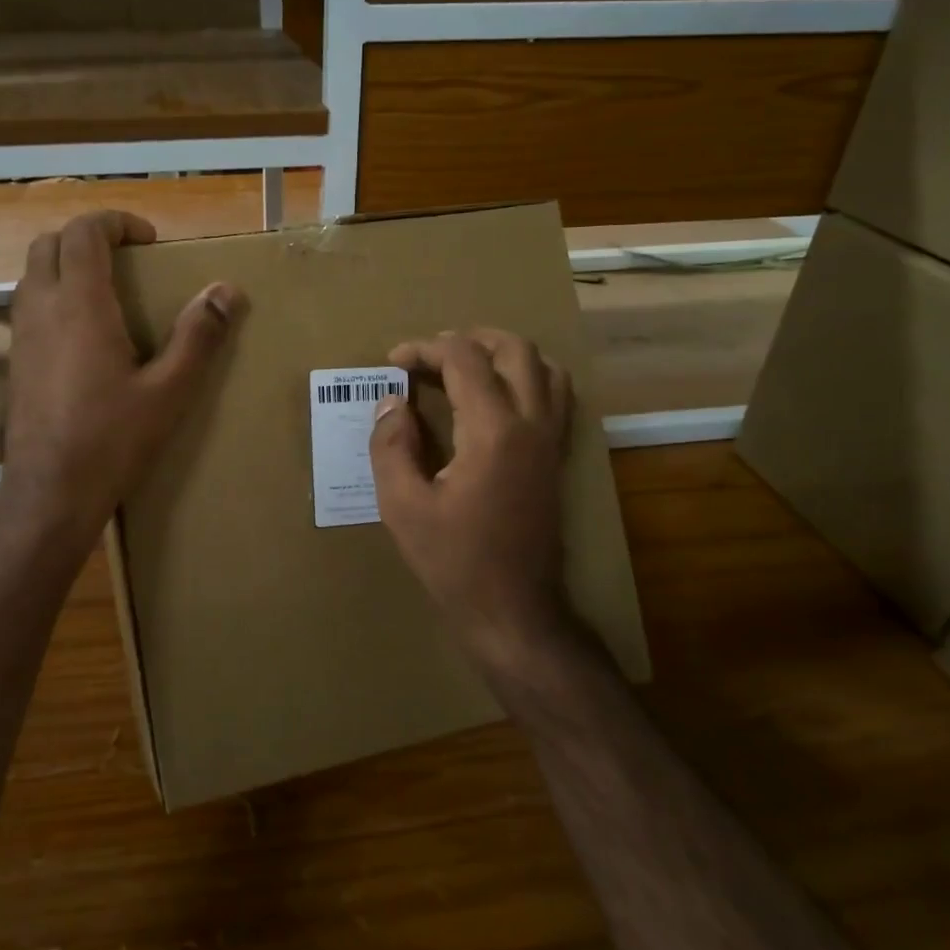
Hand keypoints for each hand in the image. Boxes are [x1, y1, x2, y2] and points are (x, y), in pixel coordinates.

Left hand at [1, 210, 239, 534]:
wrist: (50, 492)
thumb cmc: (113, 440)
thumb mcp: (169, 391)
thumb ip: (198, 337)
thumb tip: (226, 291)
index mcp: (80, 305)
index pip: (84, 232)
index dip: (116, 222)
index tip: (148, 241)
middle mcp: (41, 308)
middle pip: (49, 243)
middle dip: (87, 237)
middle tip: (127, 260)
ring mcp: (21, 335)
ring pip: (33, 273)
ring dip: (67, 265)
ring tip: (109, 293)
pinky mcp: (15, 362)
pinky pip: (29, 306)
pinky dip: (55, 295)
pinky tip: (86, 335)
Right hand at [370, 329, 572, 663]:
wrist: (513, 610)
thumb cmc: (453, 561)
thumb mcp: (402, 506)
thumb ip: (391, 446)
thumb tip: (391, 403)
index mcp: (494, 431)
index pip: (464, 359)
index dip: (425, 349)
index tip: (394, 362)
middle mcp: (532, 424)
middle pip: (514, 349)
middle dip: (468, 338)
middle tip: (430, 356)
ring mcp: (552, 441)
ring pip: (545, 367)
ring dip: (503, 354)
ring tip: (465, 367)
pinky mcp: (558, 458)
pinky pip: (555, 396)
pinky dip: (527, 378)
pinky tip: (496, 398)